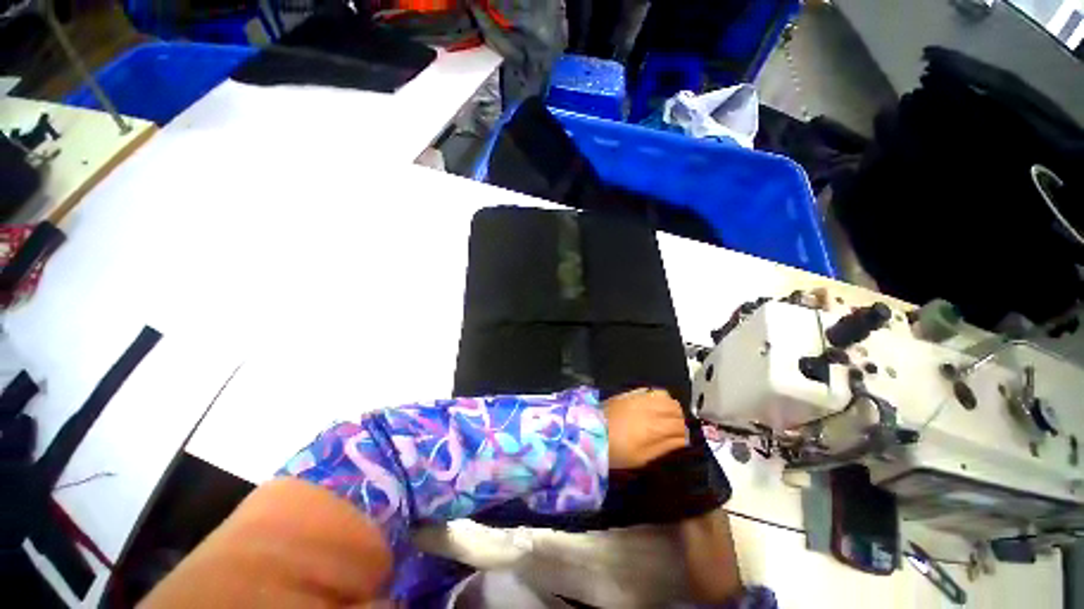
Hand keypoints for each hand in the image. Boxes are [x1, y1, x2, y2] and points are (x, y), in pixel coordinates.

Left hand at [603, 388, 687, 469]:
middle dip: (679, 419)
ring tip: (665, 416)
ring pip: (666, 396)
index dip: (684, 434)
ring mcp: (639, 398)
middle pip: (676, 409)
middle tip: (674, 429)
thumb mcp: (642, 458)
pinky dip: (657, 397)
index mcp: (655, 427)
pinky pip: (651, 390)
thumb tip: (683, 441)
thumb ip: (664, 447)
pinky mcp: (630, 393)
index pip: (680, 426)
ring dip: (670, 406)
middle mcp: (650, 408)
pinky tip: (653, 406)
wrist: (590, 432)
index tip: (682, 440)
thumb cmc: (616, 451)